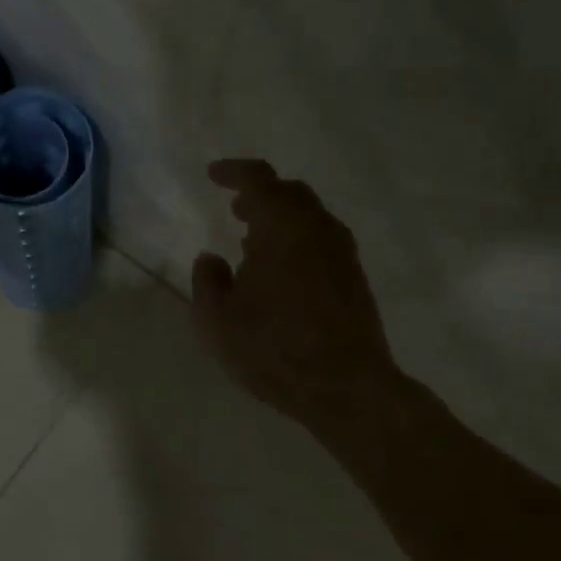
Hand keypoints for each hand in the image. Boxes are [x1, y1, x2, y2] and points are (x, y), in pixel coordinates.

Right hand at [192, 160, 404, 432]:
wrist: (347, 388)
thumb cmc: (275, 349)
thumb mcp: (217, 320)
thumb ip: (207, 281)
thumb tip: (211, 259)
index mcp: (284, 227)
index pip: (259, 179)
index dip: (234, 172)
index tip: (213, 175)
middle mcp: (318, 229)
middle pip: (289, 193)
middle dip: (260, 195)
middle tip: (236, 208)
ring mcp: (342, 254)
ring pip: (309, 217)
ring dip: (280, 219)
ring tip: (252, 242)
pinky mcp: (354, 279)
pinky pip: (321, 241)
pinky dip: (296, 240)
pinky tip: (279, 271)